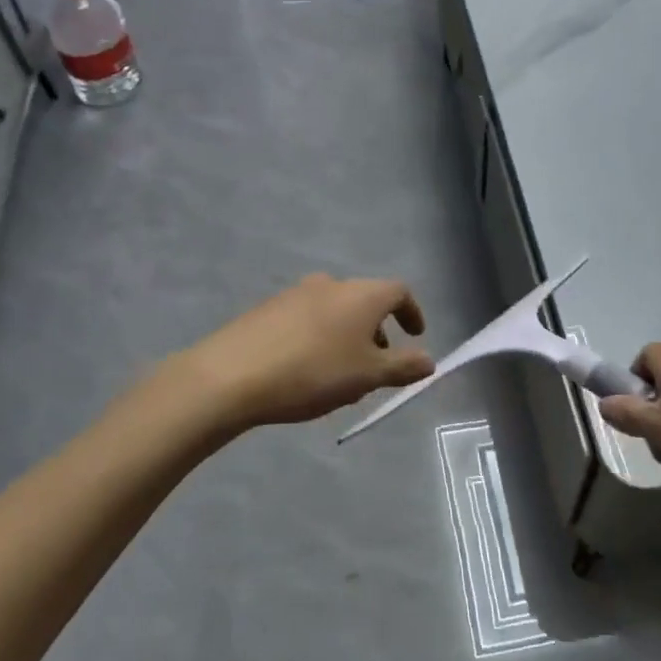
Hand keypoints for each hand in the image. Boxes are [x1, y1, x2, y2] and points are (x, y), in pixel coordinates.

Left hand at [179, 274, 434, 433]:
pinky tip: (306, 371)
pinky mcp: (268, 309)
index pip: (399, 292)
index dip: (412, 313)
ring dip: (347, 337)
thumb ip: (403, 367)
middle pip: (365, 301)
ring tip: (341, 376)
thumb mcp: (367, 376)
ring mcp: (295, 293)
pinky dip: (319, 338)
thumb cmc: (313, 372)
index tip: (415, 336)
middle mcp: (331, 284)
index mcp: (361, 295)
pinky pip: (307, 319)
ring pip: (335, 312)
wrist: (231, 375)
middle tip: (376, 366)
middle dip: (377, 332)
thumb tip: (429, 360)